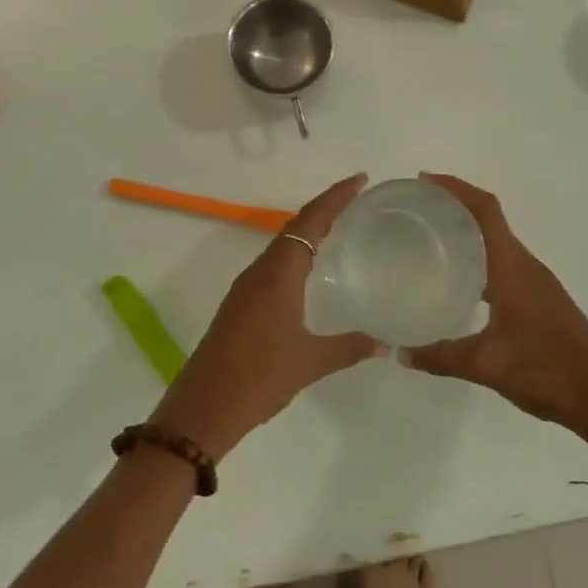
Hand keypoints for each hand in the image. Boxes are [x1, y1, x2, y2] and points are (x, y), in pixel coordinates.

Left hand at [150, 174, 382, 461]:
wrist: (203, 407)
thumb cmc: (259, 376)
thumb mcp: (310, 361)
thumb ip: (349, 347)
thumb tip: (384, 343)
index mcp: (279, 272)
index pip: (311, 221)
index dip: (335, 197)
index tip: (359, 180)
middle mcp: (261, 270)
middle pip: (296, 225)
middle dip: (325, 207)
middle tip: (356, 197)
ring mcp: (247, 286)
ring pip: (282, 243)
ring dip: (309, 229)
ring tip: (338, 226)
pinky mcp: (241, 303)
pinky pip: (274, 263)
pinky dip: (296, 252)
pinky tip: (309, 269)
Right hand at [400, 174, 587, 453]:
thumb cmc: (547, 370)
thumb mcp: (486, 365)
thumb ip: (441, 357)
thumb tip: (402, 352)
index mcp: (512, 267)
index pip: (485, 210)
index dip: (456, 188)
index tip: (425, 181)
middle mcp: (525, 265)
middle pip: (489, 219)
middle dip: (455, 206)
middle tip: (418, 210)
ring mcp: (536, 282)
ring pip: (498, 242)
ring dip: (468, 232)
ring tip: (432, 240)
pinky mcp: (541, 299)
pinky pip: (504, 263)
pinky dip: (480, 258)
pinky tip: (462, 282)